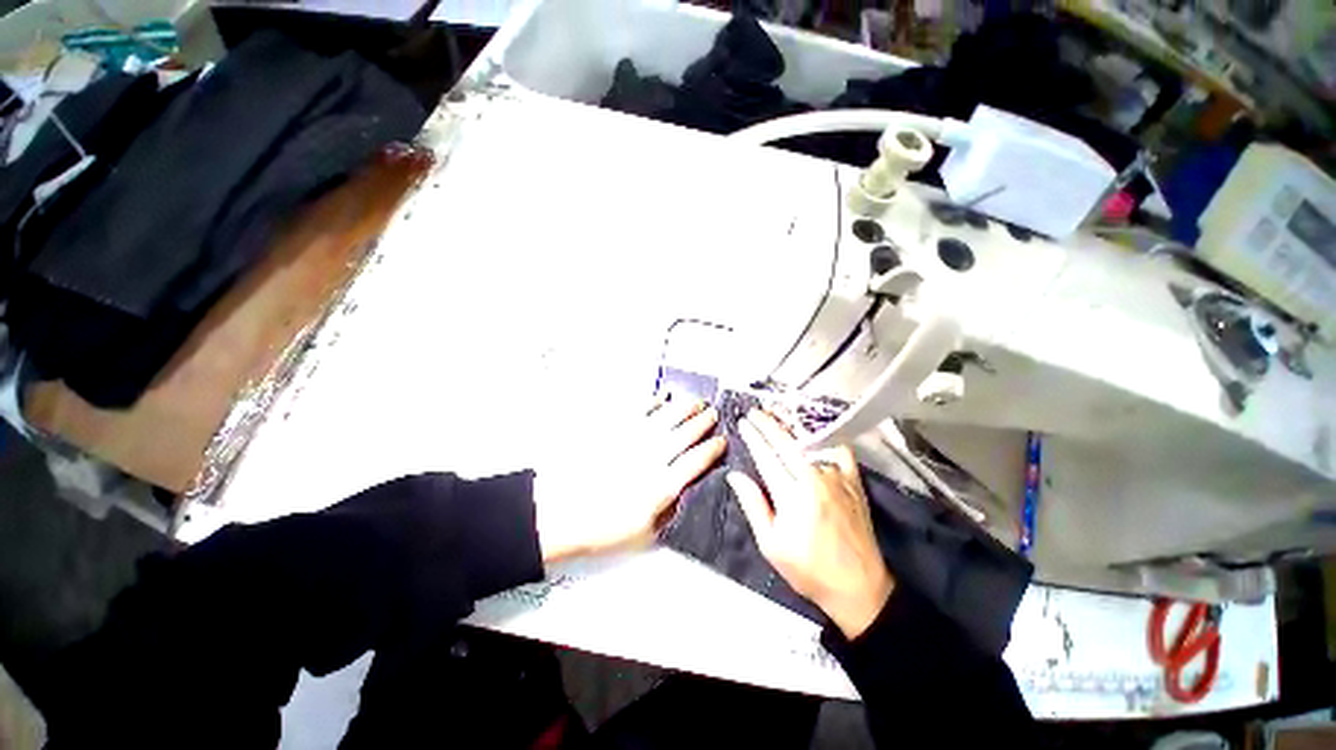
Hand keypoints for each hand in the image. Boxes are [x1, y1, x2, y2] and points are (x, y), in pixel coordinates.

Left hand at [535, 396, 725, 562]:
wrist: (559, 513)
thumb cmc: (601, 527)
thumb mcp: (644, 533)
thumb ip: (669, 510)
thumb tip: (684, 492)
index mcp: (662, 485)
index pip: (697, 460)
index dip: (713, 449)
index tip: (722, 441)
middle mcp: (653, 457)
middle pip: (685, 433)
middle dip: (703, 421)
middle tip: (713, 414)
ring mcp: (634, 440)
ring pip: (667, 417)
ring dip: (685, 408)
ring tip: (696, 402)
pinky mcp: (616, 430)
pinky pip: (640, 409)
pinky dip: (654, 402)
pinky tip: (662, 398)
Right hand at [729, 410, 893, 638]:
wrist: (858, 588)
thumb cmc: (809, 569)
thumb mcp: (771, 544)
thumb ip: (754, 505)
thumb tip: (736, 475)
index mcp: (792, 495)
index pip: (767, 456)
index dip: (754, 437)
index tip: (744, 423)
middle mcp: (815, 479)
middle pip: (787, 443)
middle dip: (769, 424)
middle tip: (755, 412)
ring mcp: (838, 478)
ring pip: (812, 442)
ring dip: (792, 425)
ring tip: (778, 413)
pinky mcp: (854, 482)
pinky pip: (840, 451)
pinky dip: (827, 436)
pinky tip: (817, 428)